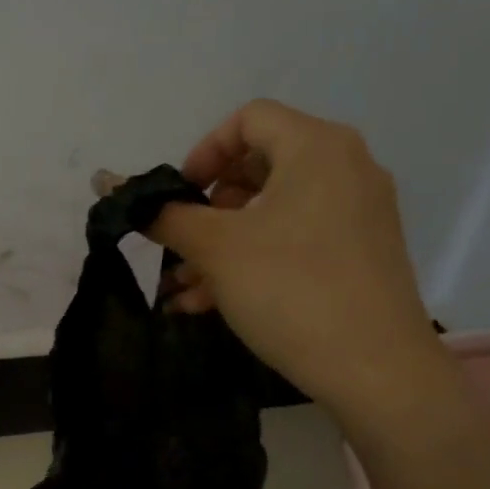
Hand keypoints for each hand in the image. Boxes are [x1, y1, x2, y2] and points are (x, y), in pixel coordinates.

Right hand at [138, 99, 441, 416]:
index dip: (203, 152)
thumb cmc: (290, 289)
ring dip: (222, 244)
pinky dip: (255, 259)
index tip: (180, 197)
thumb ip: (165, 215)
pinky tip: (212, 303)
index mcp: (317, 147)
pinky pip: (297, 239)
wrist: (376, 369)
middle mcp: (346, 168)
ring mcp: (358, 213)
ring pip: (273, 211)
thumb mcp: (216, 249)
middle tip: (181, 244)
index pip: (248, 120)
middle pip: (259, 167)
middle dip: (208, 209)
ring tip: (185, 288)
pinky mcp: (361, 253)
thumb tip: (113, 187)